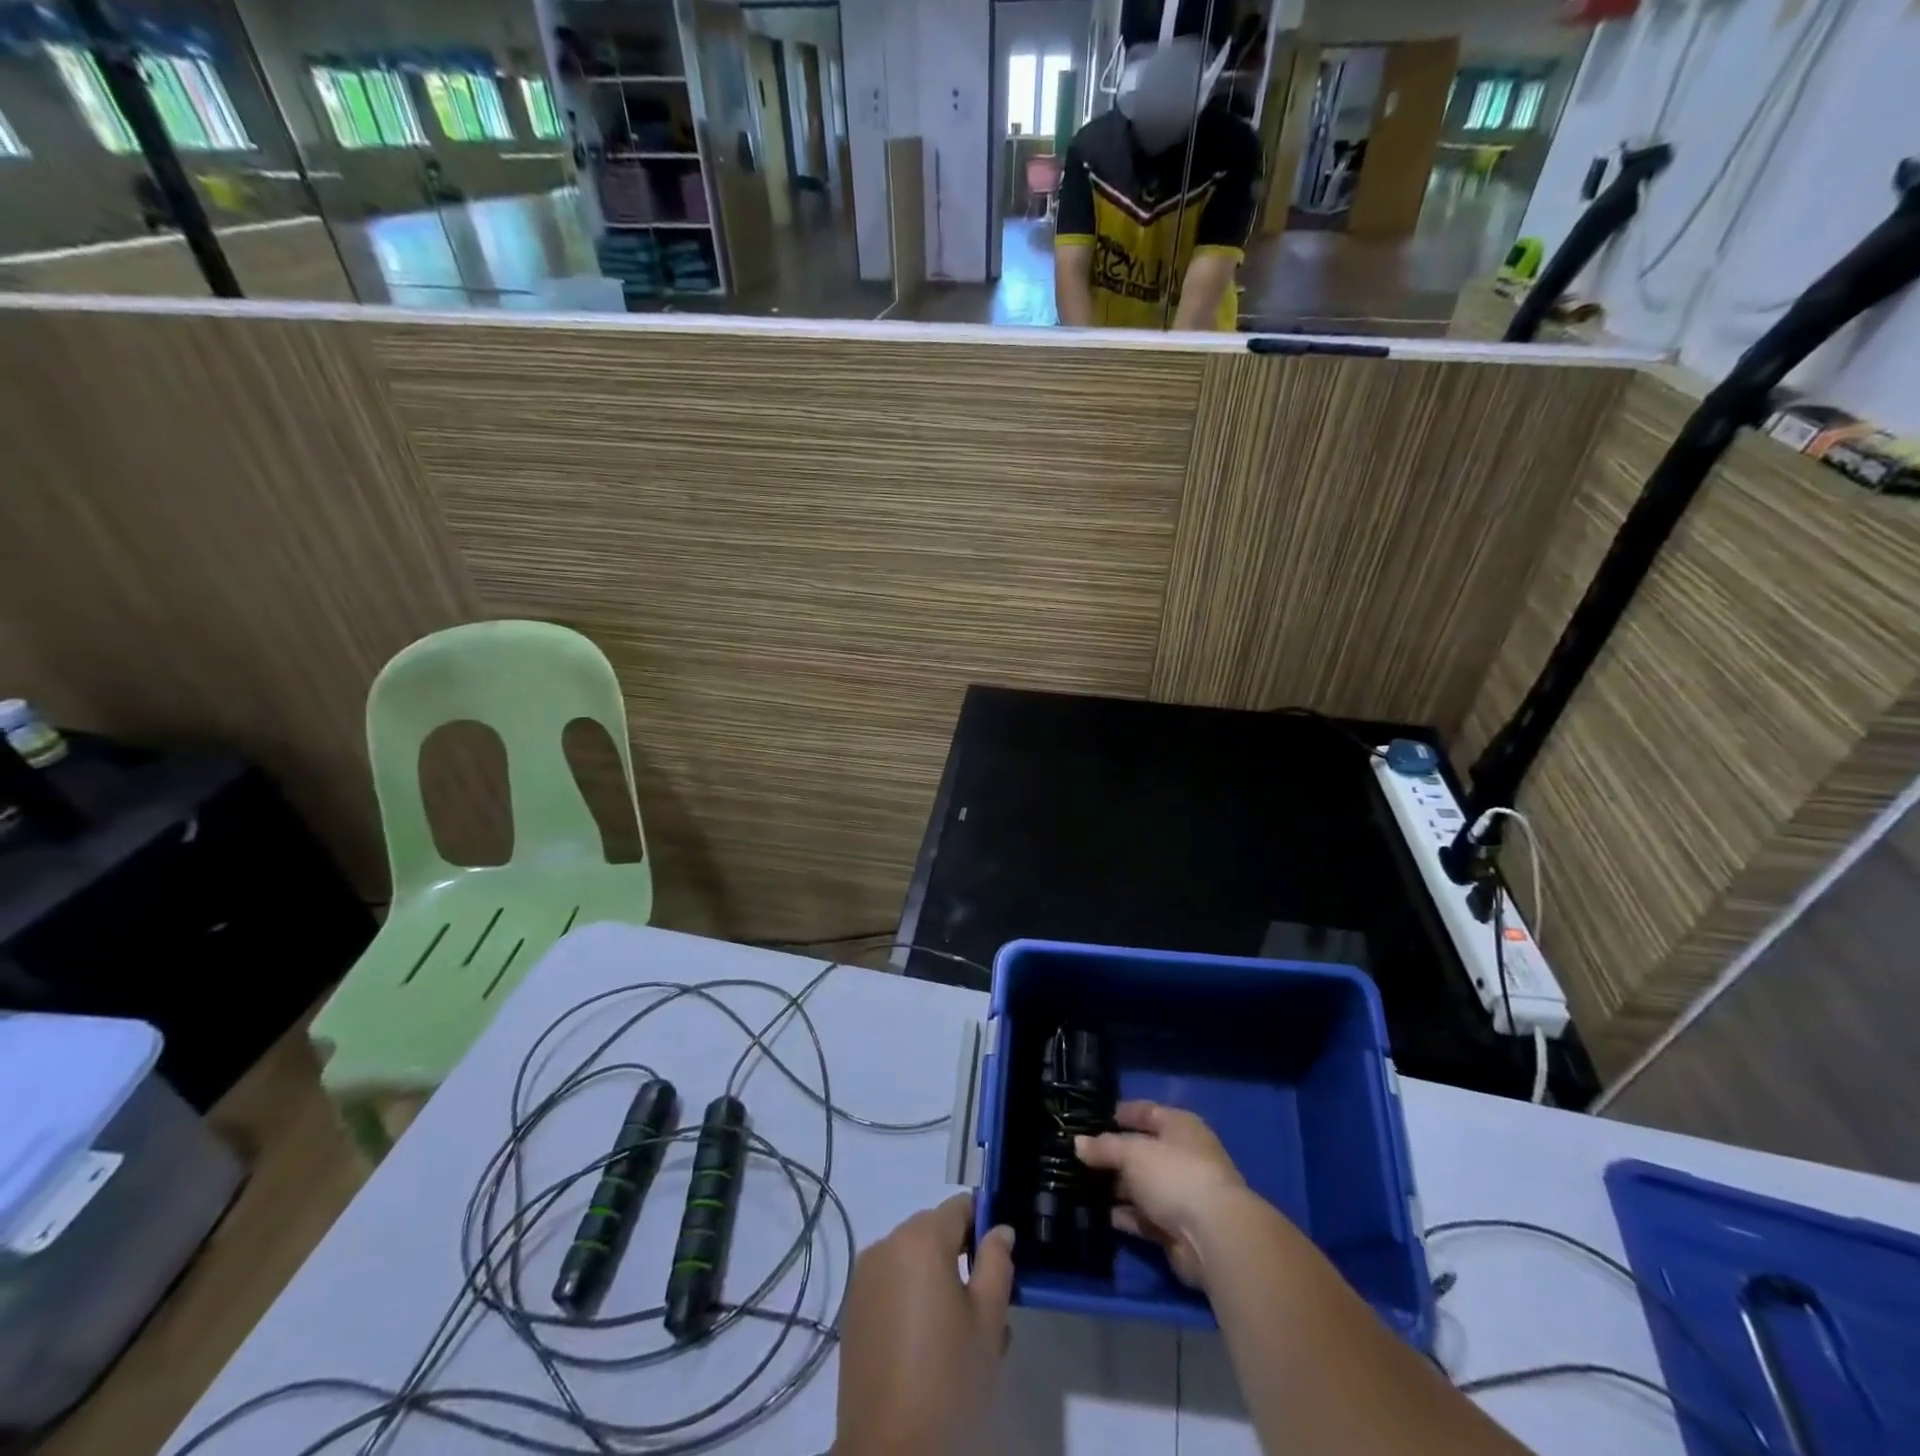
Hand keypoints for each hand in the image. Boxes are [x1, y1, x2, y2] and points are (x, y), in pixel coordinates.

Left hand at [832, 1193, 1014, 1455]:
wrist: (887, 1450)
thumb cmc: (947, 1379)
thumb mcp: (988, 1322)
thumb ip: (997, 1264)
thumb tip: (999, 1230)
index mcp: (921, 1239)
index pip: (960, 1207)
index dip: (984, 1226)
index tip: (998, 1262)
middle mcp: (887, 1244)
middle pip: (934, 1229)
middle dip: (960, 1254)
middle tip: (983, 1303)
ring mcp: (864, 1275)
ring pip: (912, 1256)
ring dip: (935, 1275)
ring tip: (955, 1328)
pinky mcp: (853, 1307)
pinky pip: (891, 1281)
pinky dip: (910, 1294)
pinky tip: (924, 1340)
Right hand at [1075, 1101, 1245, 1287]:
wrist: (1214, 1237)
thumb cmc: (1174, 1175)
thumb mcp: (1132, 1152)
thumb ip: (1104, 1147)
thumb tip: (1078, 1143)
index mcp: (1180, 1126)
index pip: (1146, 1112)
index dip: (1119, 1114)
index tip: (1088, 1119)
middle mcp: (1183, 1156)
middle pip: (1141, 1150)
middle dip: (1112, 1154)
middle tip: (1077, 1155)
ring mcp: (1181, 1194)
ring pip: (1140, 1185)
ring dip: (1115, 1187)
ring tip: (1078, 1184)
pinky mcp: (1176, 1228)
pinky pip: (1143, 1216)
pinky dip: (1123, 1215)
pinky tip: (1097, 1213)